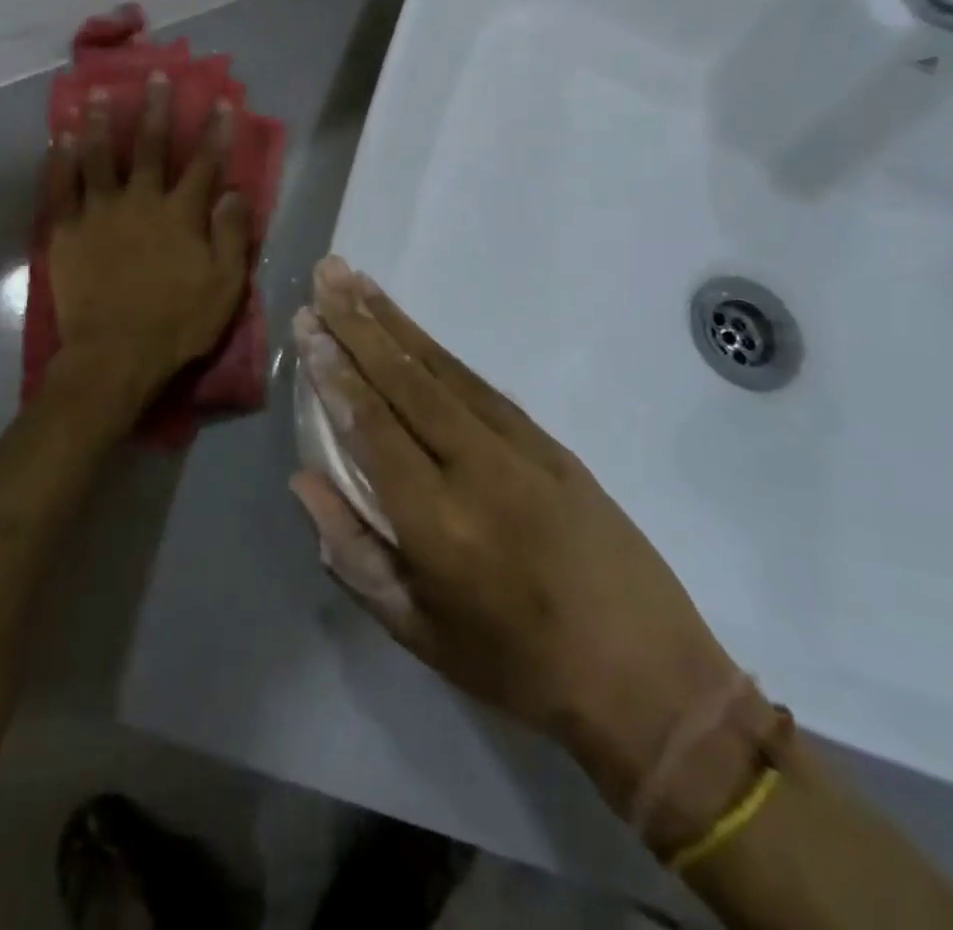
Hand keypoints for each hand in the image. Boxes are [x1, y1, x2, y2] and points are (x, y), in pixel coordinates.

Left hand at [46, 73, 252, 400]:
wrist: (114, 355)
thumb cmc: (177, 323)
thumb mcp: (224, 285)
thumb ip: (232, 235)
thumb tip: (236, 191)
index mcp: (181, 215)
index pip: (204, 164)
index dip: (216, 132)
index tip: (221, 101)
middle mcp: (141, 202)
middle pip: (151, 147)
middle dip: (156, 109)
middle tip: (155, 74)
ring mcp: (100, 213)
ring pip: (101, 157)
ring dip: (103, 122)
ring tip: (99, 92)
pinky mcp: (67, 231)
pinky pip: (62, 187)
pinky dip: (62, 159)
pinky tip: (63, 136)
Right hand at [290, 257, 772, 853]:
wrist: (649, 676)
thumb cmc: (518, 667)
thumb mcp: (420, 634)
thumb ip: (354, 555)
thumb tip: (303, 482)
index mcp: (440, 525)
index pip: (374, 427)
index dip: (336, 373)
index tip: (308, 326)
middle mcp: (478, 470)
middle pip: (406, 382)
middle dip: (359, 325)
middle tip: (325, 276)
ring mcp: (522, 449)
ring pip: (444, 371)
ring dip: (396, 322)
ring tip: (357, 282)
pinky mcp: (552, 443)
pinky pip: (481, 385)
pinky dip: (439, 351)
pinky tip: (413, 331)